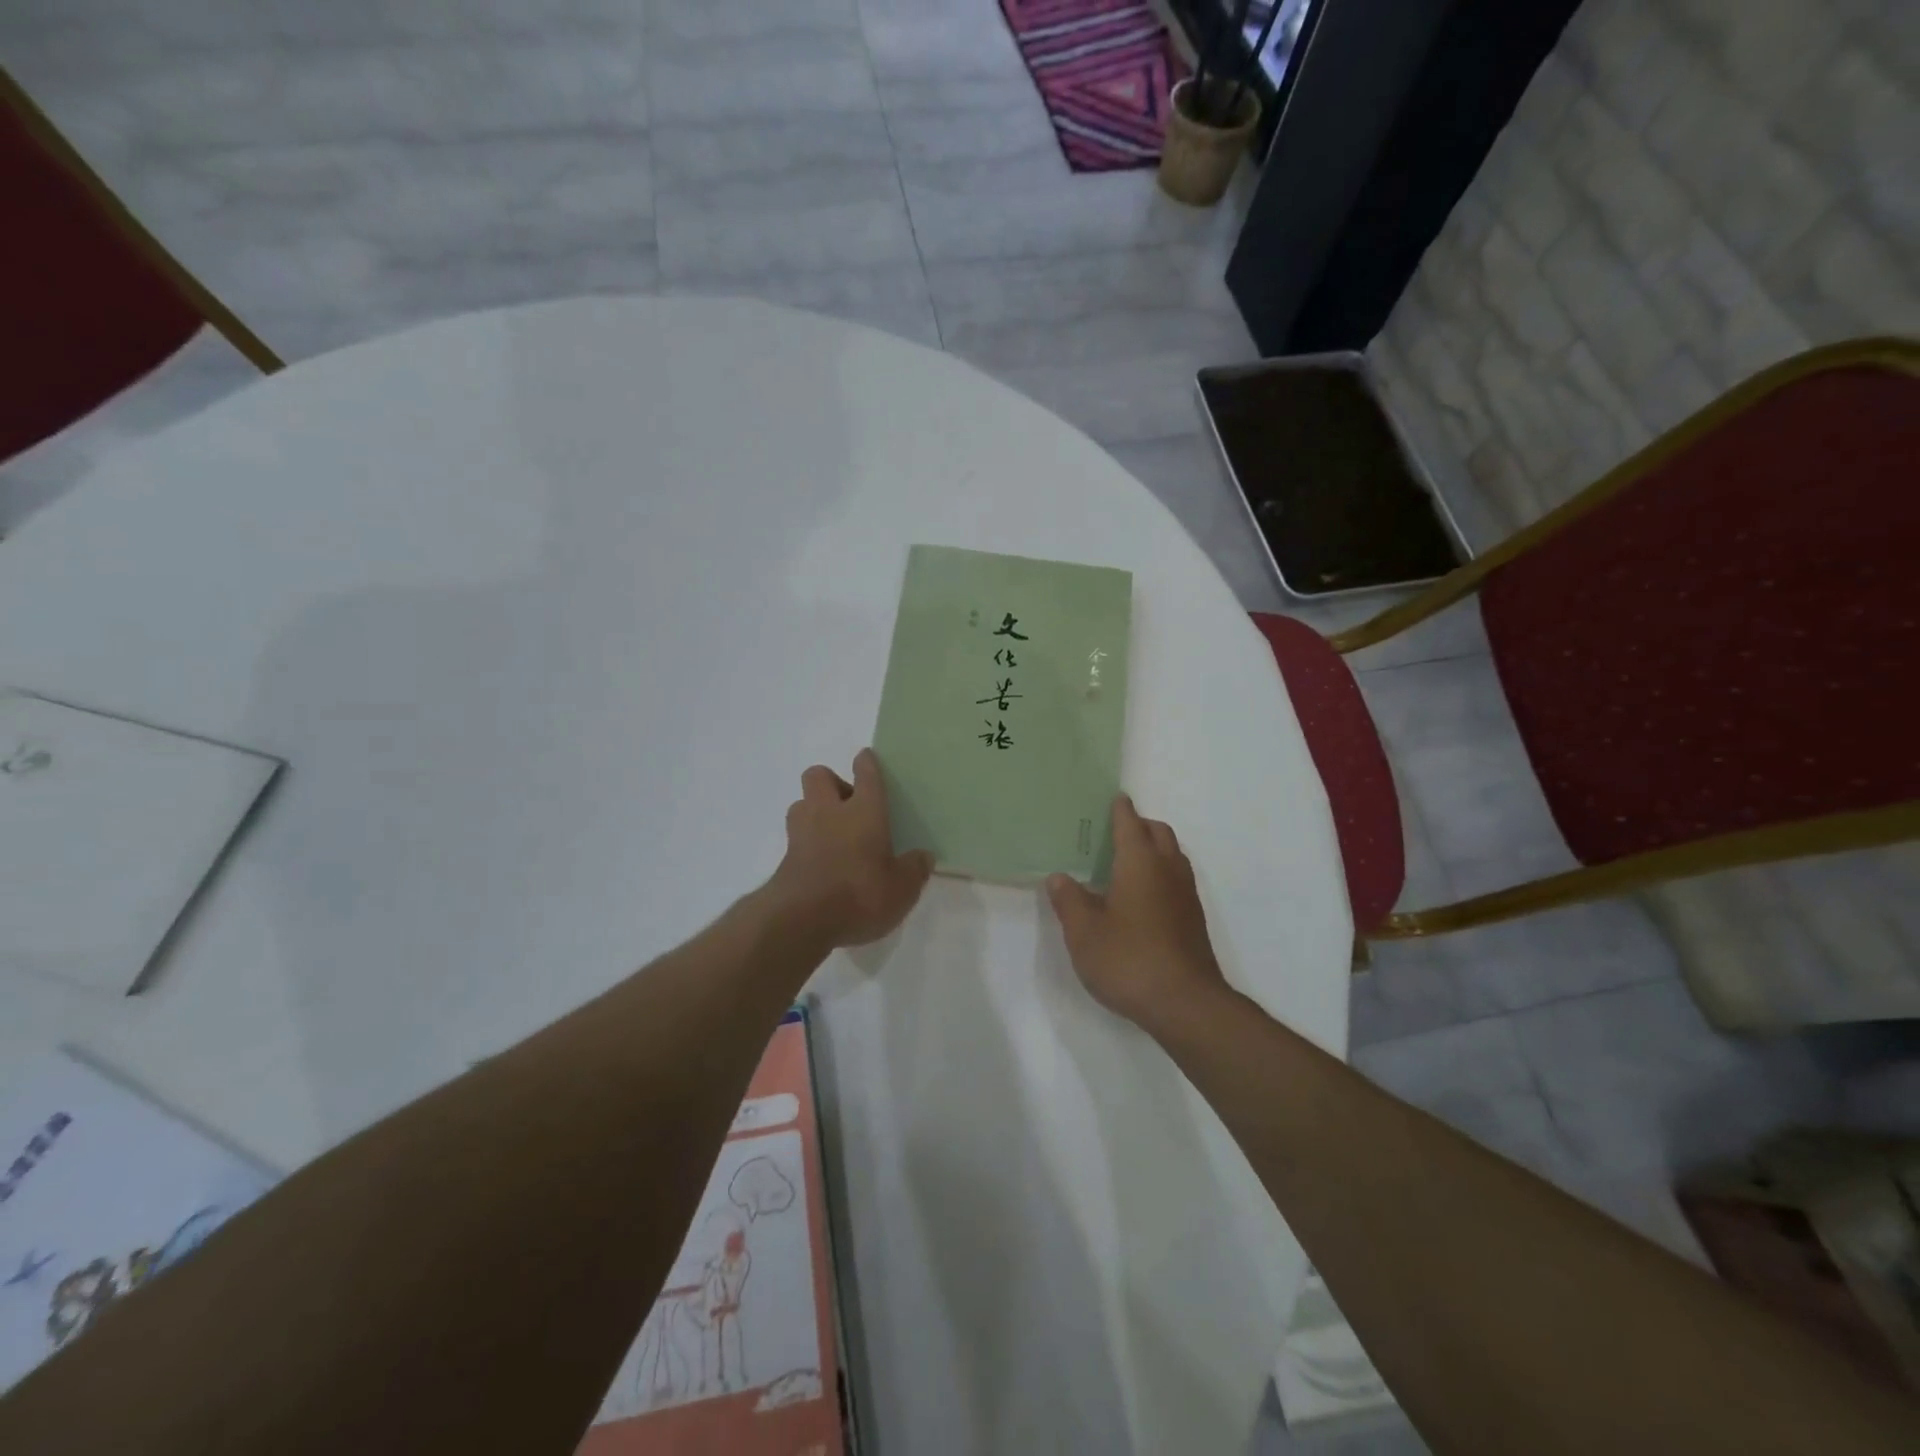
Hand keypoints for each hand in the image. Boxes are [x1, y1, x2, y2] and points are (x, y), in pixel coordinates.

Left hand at [766, 749, 932, 948]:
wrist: (800, 921)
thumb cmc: (859, 895)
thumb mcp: (901, 889)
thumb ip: (913, 870)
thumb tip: (924, 857)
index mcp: (864, 811)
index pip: (866, 775)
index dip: (867, 763)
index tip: (866, 757)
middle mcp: (829, 813)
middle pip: (819, 776)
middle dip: (832, 782)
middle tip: (848, 805)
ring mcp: (801, 833)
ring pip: (801, 804)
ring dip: (814, 810)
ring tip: (832, 832)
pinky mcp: (784, 859)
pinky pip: (795, 837)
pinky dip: (807, 842)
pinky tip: (821, 862)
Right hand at [1046, 795, 1226, 1028]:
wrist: (1185, 1004)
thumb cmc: (1128, 959)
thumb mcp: (1084, 932)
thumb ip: (1069, 900)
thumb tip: (1059, 877)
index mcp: (1140, 862)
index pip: (1129, 823)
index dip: (1119, 809)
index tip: (1111, 799)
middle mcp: (1167, 870)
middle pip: (1158, 833)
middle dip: (1138, 825)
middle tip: (1112, 833)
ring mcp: (1185, 895)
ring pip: (1172, 855)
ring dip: (1153, 849)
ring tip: (1124, 864)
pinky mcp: (1193, 920)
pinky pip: (1176, 880)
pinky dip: (1160, 874)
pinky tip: (1140, 899)